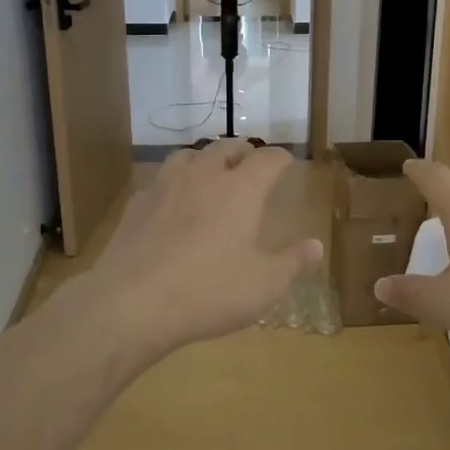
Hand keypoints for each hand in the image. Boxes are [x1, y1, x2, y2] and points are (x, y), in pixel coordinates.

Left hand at [82, 140, 321, 363]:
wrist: (133, 302)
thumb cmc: (209, 291)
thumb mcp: (263, 285)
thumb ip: (292, 262)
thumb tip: (316, 246)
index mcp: (241, 190)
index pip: (267, 159)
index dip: (280, 158)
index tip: (286, 162)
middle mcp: (204, 176)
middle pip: (226, 147)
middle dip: (243, 151)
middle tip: (250, 161)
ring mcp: (166, 186)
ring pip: (188, 155)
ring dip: (205, 158)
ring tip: (210, 171)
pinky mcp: (137, 204)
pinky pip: (160, 180)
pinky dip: (174, 182)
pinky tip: (172, 201)